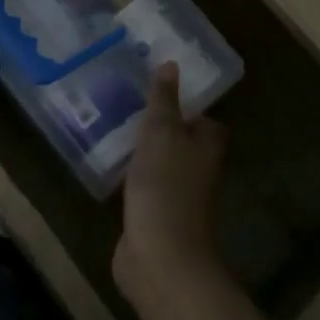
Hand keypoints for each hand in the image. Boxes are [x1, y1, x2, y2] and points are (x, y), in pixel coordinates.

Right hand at [114, 63, 228, 308]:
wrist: (160, 257)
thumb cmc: (165, 185)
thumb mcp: (162, 131)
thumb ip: (164, 98)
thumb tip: (172, 63)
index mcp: (208, 145)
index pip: (204, 119)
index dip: (187, 105)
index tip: (160, 90)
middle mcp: (198, 169)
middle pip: (183, 141)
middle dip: (162, 127)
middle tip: (131, 105)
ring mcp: (178, 196)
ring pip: (162, 164)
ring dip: (145, 152)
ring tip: (115, 128)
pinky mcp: (155, 217)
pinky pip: (145, 187)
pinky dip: (132, 177)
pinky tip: (111, 166)